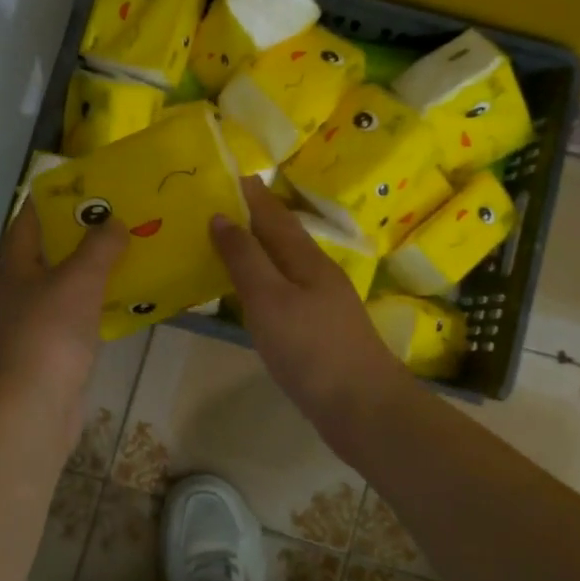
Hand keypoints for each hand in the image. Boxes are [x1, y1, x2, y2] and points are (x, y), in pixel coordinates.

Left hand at [0, 202, 126, 430]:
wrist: (31, 407)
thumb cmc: (49, 333)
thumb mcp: (78, 280)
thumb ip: (98, 248)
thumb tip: (113, 221)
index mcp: (15, 268)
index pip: (28, 222)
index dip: (51, 201)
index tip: (83, 187)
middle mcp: (18, 293)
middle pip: (47, 255)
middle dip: (79, 237)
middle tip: (117, 220)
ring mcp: (31, 326)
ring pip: (63, 289)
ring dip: (90, 274)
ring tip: (127, 257)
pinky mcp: (49, 355)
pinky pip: (75, 320)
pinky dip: (95, 309)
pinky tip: (122, 305)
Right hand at [210, 178, 411, 440]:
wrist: (362, 408)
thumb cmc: (311, 349)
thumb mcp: (270, 299)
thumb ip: (245, 258)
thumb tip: (221, 216)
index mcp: (307, 259)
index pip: (274, 215)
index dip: (251, 194)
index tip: (227, 173)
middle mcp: (317, 274)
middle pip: (282, 237)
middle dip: (253, 218)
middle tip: (217, 204)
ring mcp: (322, 304)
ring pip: (284, 265)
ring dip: (257, 249)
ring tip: (226, 242)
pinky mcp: (319, 332)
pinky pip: (284, 292)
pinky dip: (263, 282)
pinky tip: (250, 293)